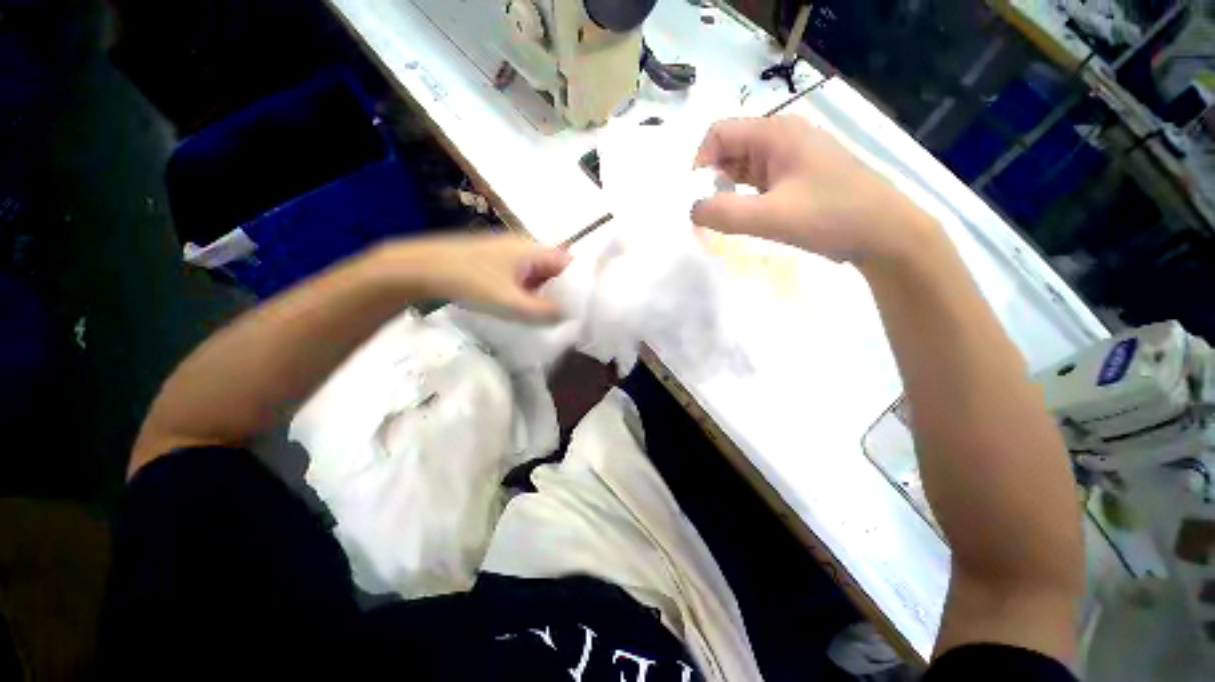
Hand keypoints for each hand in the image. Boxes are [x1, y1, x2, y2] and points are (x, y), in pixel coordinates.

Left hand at [373, 232, 570, 320]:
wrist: (422, 267)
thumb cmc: (469, 280)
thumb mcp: (509, 301)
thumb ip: (541, 310)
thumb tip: (568, 315)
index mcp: (532, 250)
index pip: (568, 263)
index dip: (578, 283)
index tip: (583, 305)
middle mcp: (524, 247)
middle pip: (554, 269)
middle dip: (561, 291)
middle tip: (566, 314)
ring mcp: (509, 253)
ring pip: (537, 273)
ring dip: (543, 292)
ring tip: (547, 314)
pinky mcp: (496, 261)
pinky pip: (522, 276)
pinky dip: (528, 290)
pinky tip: (523, 306)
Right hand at [691, 116, 936, 262]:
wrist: (886, 233)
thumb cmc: (832, 217)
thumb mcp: (772, 217)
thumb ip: (725, 213)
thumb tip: (693, 210)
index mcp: (777, 134)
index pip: (719, 133)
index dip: (699, 162)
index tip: (695, 198)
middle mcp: (783, 138)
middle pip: (730, 149)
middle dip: (711, 179)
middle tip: (708, 213)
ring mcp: (793, 157)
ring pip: (743, 167)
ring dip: (727, 190)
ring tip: (724, 218)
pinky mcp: (798, 177)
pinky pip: (759, 181)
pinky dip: (744, 197)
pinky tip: (746, 217)